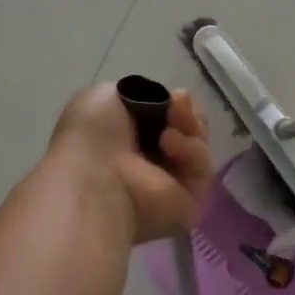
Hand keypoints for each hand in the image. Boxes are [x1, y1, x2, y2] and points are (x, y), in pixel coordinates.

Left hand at [49, 84, 212, 244]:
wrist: (96, 176)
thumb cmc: (92, 136)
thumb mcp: (103, 97)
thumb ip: (134, 94)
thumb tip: (159, 101)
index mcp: (129, 140)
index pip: (166, 117)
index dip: (173, 102)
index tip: (173, 95)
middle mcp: (151, 162)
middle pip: (189, 129)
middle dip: (187, 112)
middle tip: (178, 103)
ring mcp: (172, 183)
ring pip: (199, 144)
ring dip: (189, 126)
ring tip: (170, 125)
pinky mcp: (191, 200)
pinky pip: (202, 167)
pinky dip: (190, 149)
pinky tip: (169, 144)